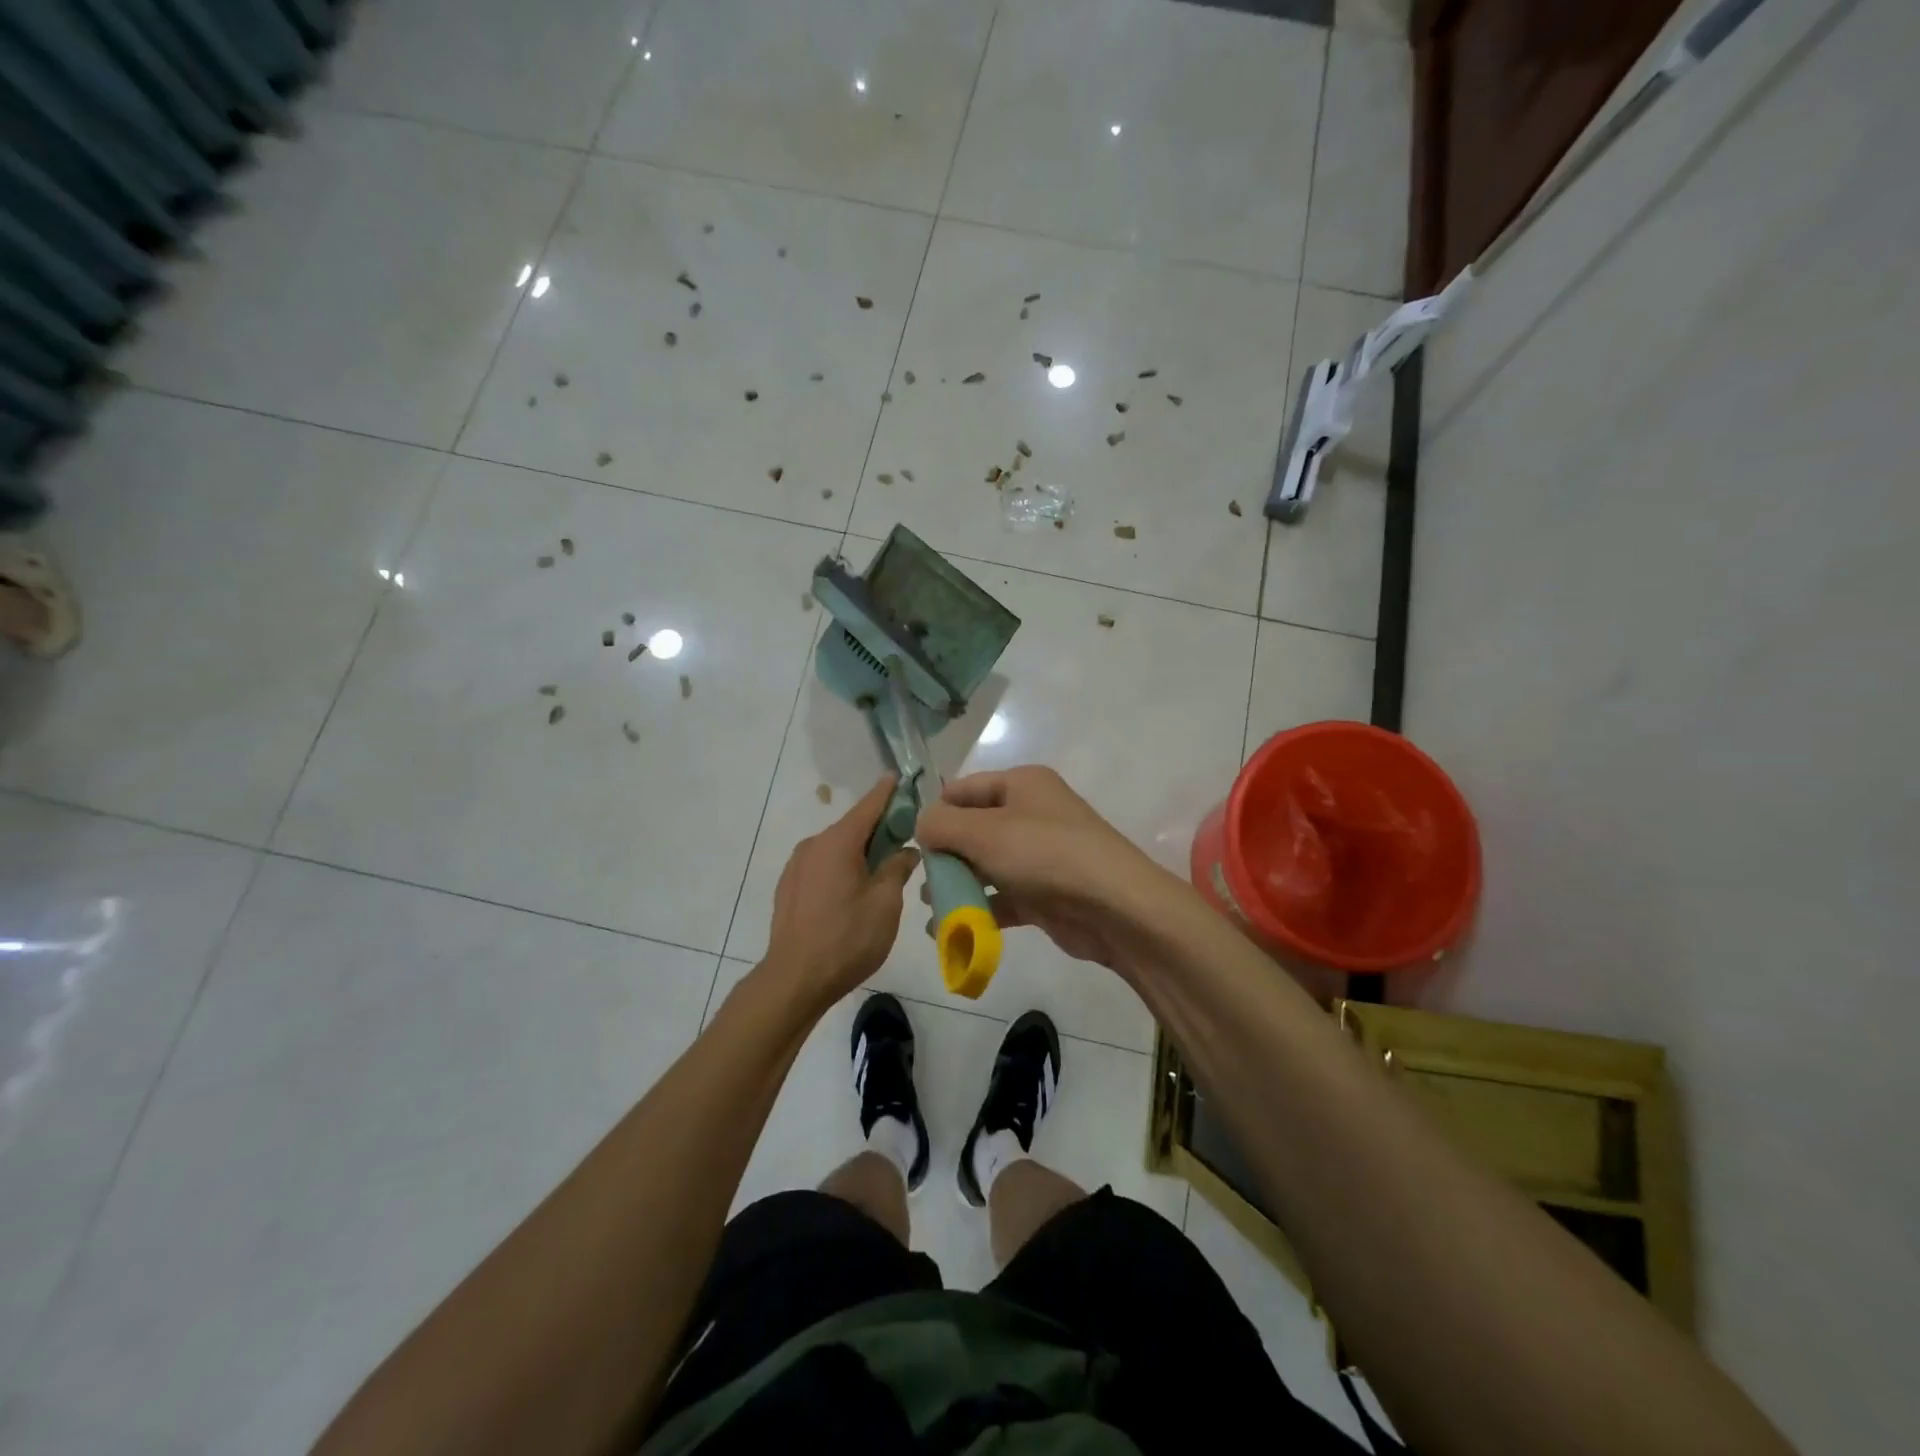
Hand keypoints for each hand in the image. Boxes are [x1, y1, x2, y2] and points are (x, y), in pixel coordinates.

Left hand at [766, 776, 918, 1009]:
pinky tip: (853, 891)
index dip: (887, 792)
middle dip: (879, 828)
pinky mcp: (789, 887)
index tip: (900, 777)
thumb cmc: (846, 939)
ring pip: (836, 849)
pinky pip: (822, 866)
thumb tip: (905, 851)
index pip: (868, 806)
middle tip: (906, 836)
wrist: (794, 980)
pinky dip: (841, 867)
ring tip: (882, 870)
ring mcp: (796, 866)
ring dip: (859, 852)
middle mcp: (813, 845)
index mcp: (837, 842)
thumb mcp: (885, 904)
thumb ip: (897, 869)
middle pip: (852, 827)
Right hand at [916, 766, 1177, 978]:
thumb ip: (942, 825)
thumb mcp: (984, 832)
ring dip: (958, 884)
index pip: (963, 789)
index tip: (909, 842)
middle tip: (921, 880)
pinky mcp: (1043, 892)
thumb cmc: (1045, 854)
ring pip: (986, 865)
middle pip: (973, 828)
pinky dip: (977, 910)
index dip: (935, 812)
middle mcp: (1030, 813)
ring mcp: (1039, 854)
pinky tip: (948, 929)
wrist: (1114, 907)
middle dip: (944, 854)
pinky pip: (1002, 896)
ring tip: (932, 905)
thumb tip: (922, 825)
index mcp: (1021, 784)